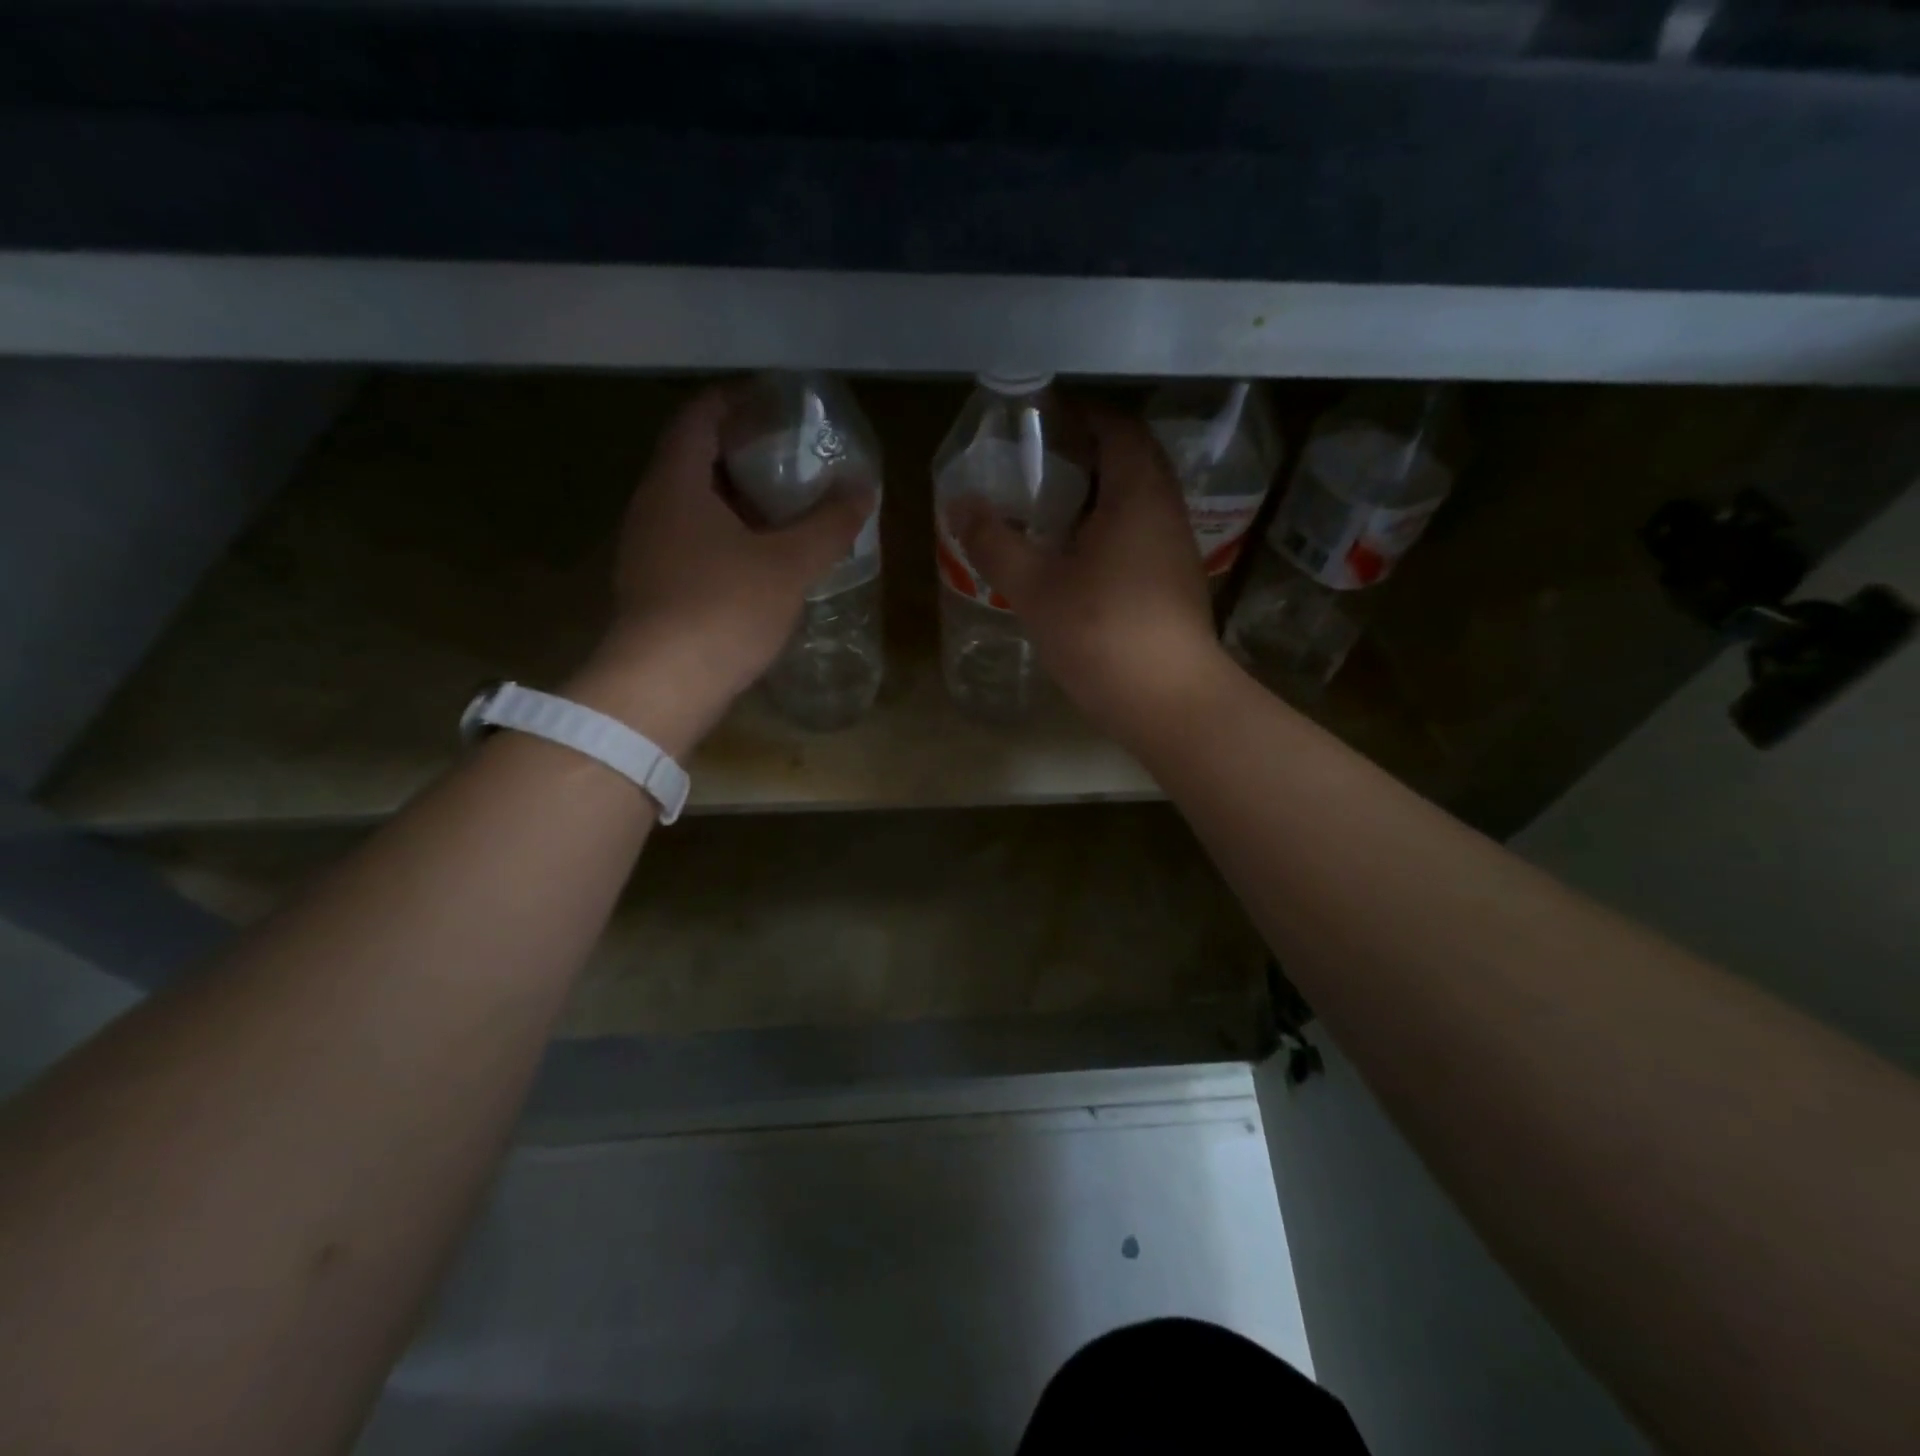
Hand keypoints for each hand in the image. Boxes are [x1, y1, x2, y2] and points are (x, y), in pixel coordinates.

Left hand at [567, 385, 870, 753]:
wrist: (663, 686)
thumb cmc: (725, 608)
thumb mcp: (789, 564)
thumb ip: (829, 524)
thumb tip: (864, 489)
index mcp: (676, 484)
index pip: (699, 418)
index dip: (734, 402)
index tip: (772, 403)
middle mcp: (651, 507)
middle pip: (692, 461)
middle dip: (740, 455)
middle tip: (788, 459)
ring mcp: (645, 550)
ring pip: (690, 507)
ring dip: (732, 501)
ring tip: (781, 510)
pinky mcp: (651, 588)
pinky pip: (688, 543)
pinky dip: (722, 537)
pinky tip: (756, 560)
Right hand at [952, 405, 1229, 736]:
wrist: (1168, 700)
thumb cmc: (1101, 633)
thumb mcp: (1035, 587)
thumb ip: (995, 543)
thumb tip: (959, 505)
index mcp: (1137, 494)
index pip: (1118, 429)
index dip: (1084, 415)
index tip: (1045, 420)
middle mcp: (1166, 511)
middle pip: (1133, 462)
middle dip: (1091, 454)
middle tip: (1042, 463)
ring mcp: (1177, 549)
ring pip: (1139, 502)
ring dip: (1102, 495)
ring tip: (1053, 509)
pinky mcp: (1176, 583)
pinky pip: (1143, 535)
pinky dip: (1112, 529)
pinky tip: (1080, 558)